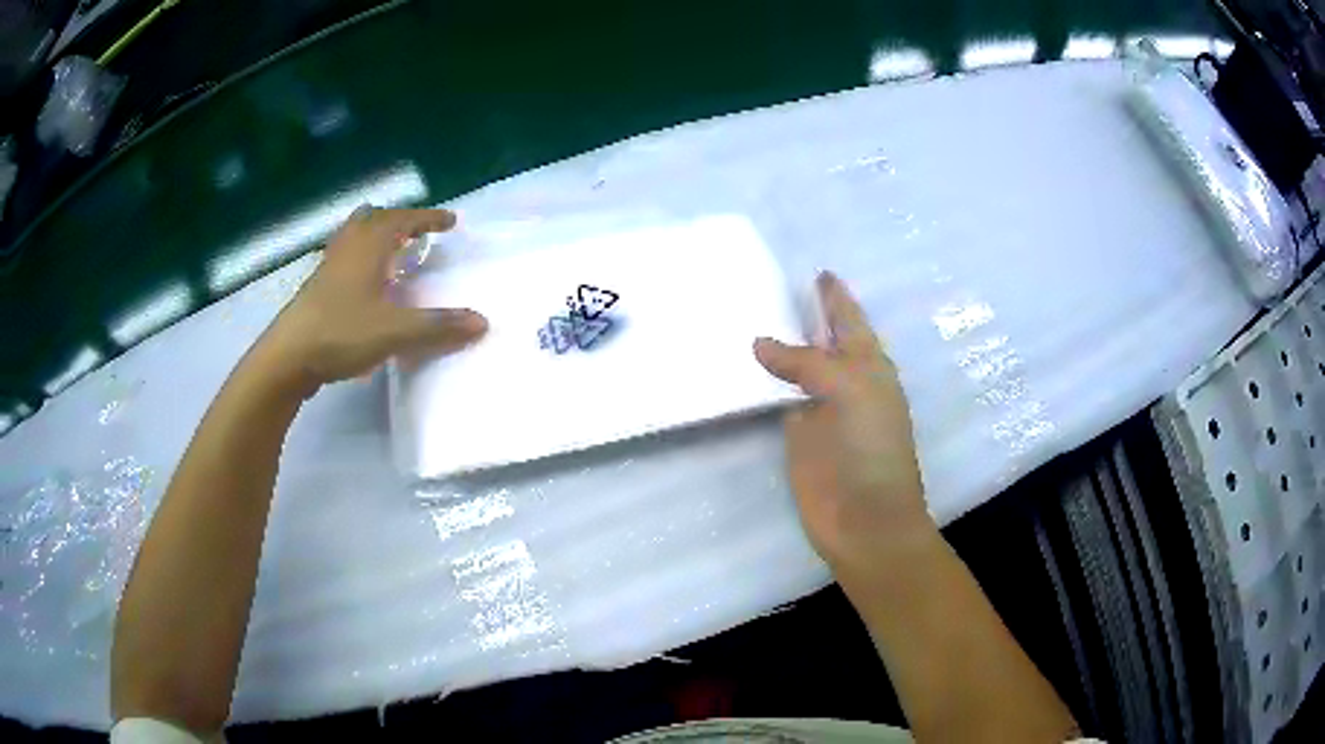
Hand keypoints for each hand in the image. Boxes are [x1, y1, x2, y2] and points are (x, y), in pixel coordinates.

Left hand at [252, 207, 487, 395]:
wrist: (287, 357)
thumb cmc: (340, 333)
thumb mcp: (394, 332)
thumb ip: (438, 326)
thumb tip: (482, 321)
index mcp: (368, 247)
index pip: (403, 220)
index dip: (428, 218)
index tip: (450, 221)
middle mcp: (348, 248)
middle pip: (373, 219)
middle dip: (399, 220)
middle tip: (417, 232)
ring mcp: (328, 267)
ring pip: (354, 235)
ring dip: (375, 235)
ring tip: (391, 250)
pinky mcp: (317, 287)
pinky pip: (344, 257)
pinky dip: (360, 257)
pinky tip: (364, 283)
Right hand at [754, 272, 932, 586]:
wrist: (866, 520)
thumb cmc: (872, 450)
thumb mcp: (851, 391)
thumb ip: (808, 363)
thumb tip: (759, 343)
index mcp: (869, 367)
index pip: (850, 321)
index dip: (836, 296)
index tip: (818, 270)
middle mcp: (845, 383)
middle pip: (821, 341)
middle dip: (805, 315)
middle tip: (770, 286)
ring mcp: (819, 411)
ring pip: (796, 369)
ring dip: (778, 348)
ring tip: (745, 317)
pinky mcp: (796, 437)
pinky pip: (776, 400)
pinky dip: (762, 383)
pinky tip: (741, 367)